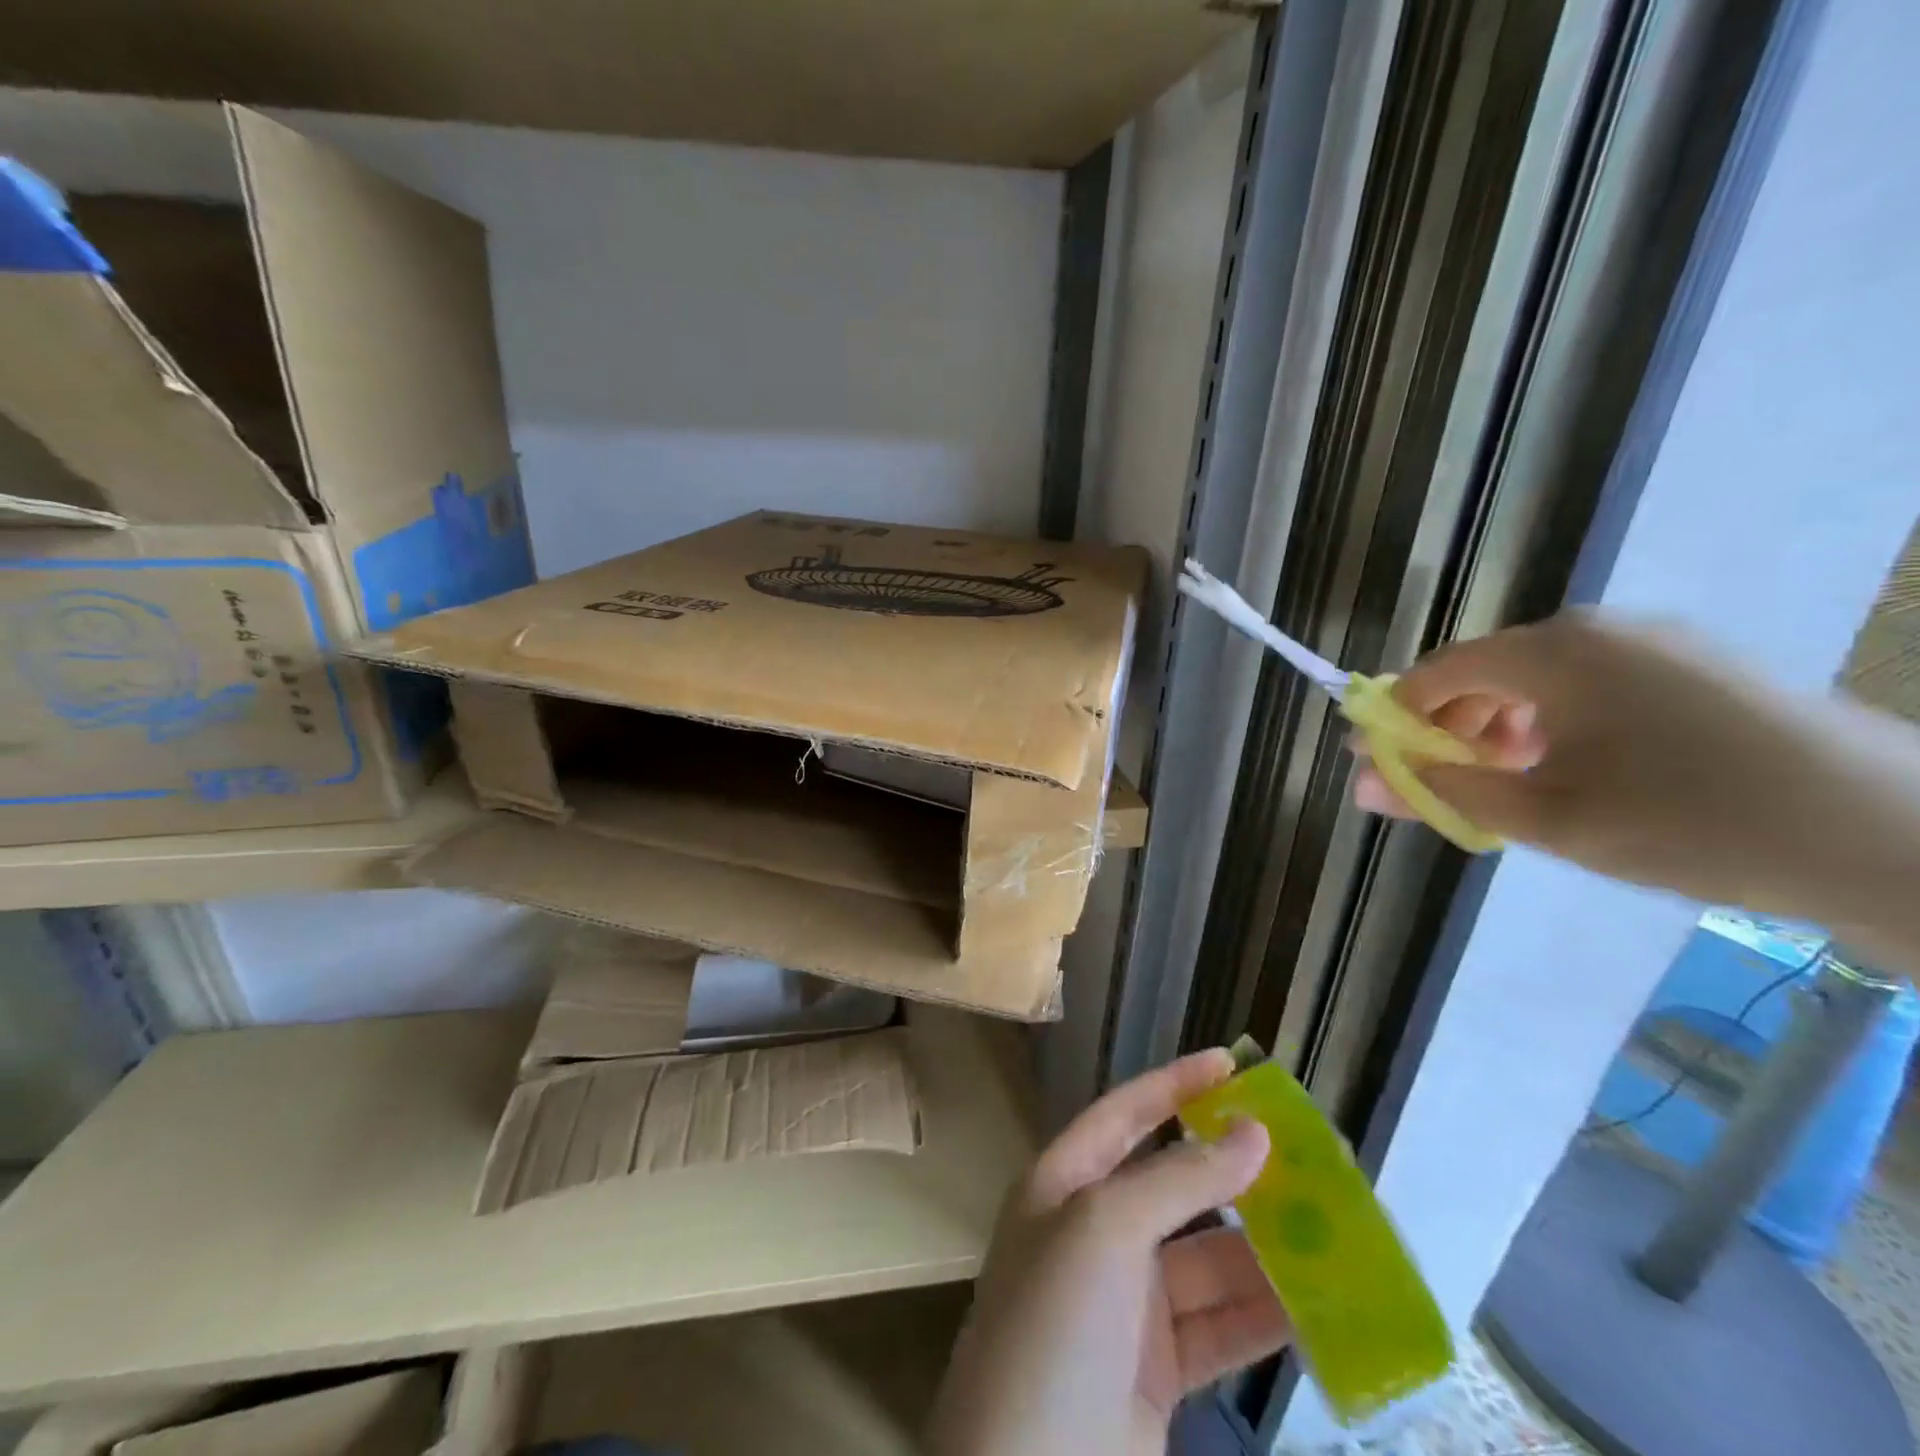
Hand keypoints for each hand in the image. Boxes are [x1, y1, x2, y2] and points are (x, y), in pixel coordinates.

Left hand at [926, 1049, 1289, 1455]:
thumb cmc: (1055, 1326)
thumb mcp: (1106, 1230)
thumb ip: (1180, 1180)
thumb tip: (1253, 1134)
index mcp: (1062, 1185)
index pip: (1123, 1115)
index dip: (1174, 1085)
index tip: (1231, 1065)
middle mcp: (1091, 1235)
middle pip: (1171, 1188)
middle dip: (1231, 1174)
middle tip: (1303, 1160)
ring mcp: (1122, 1306)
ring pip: (1204, 1261)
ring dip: (1261, 1251)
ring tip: (1330, 1233)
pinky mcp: (1154, 1373)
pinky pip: (1217, 1328)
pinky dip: (1261, 1317)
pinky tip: (1316, 1308)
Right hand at [1352, 612, 1919, 973]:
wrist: (1892, 835)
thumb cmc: (1687, 822)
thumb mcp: (1545, 818)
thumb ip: (1443, 792)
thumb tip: (1364, 782)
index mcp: (1552, 652)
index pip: (1437, 671)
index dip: (1395, 717)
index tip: (1374, 764)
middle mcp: (1596, 629)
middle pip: (1485, 671)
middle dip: (1449, 730)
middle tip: (1444, 788)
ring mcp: (1655, 642)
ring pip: (1538, 680)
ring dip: (1501, 731)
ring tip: (1510, 790)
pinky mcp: (1698, 665)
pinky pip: (1591, 685)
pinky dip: (1556, 725)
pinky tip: (1574, 774)